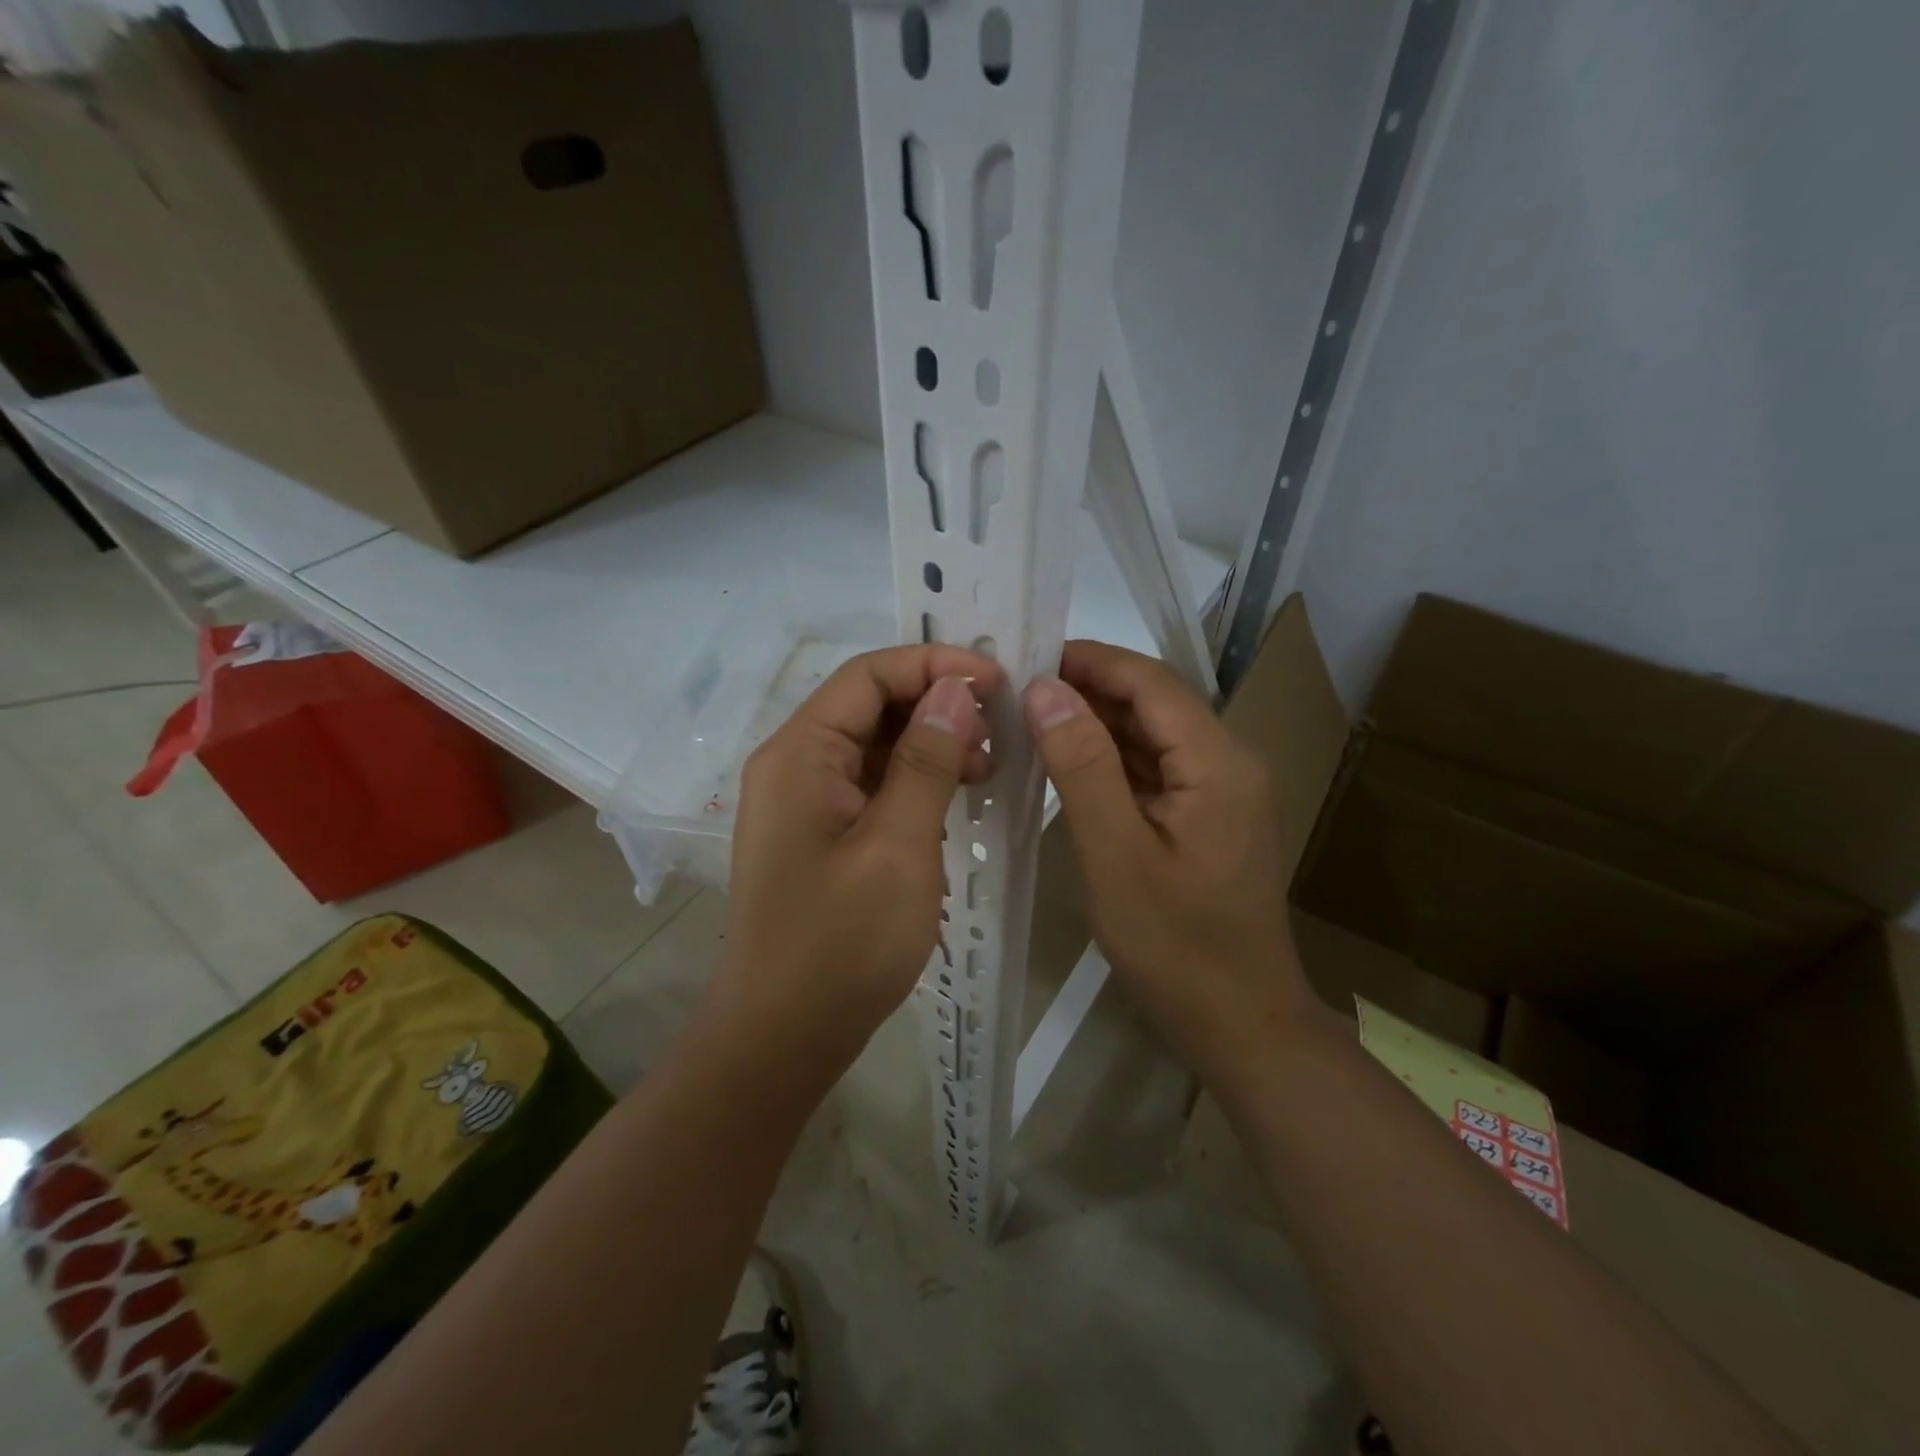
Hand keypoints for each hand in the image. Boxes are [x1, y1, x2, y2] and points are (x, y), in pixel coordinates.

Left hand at [714, 644, 1000, 1067]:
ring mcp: (805, 803)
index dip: (933, 664)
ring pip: (874, 746)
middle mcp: (795, 765)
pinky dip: (916, 781)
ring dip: (931, 744)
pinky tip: (956, 798)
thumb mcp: (897, 846)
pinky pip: (872, 786)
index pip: (868, 675)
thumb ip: (926, 761)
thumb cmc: (840, 942)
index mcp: (800, 753)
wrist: (782, 1037)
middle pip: (869, 705)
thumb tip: (955, 690)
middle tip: (999, 730)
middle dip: (936, 704)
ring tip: (986, 767)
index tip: (996, 680)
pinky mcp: (821, 835)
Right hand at [1022, 641, 1315, 1077]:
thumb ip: (1081, 765)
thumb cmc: (1176, 946)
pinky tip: (1065, 763)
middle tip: (1014, 690)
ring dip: (1094, 724)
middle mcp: (1228, 762)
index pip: (1150, 681)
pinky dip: (1110, 761)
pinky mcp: (1206, 817)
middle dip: (1087, 690)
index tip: (1026, 656)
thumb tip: (1044, 689)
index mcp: (1218, 762)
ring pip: (1151, 736)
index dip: (1090, 661)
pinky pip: (1154, 771)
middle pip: (1153, 703)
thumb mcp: (1115, 854)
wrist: (1240, 1024)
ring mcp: (1220, 791)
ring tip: (1028, 719)